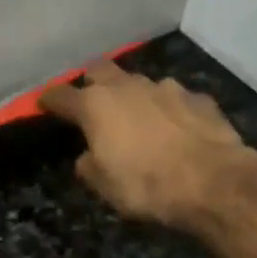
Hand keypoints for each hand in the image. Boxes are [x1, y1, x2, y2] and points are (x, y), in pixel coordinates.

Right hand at [40, 61, 256, 228]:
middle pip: (101, 71)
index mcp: (97, 106)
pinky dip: (168, 111)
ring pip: (141, 83)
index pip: (62, 96)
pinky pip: (175, 99)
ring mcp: (167, 88)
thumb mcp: (105, 187)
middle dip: (92, 83)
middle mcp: (129, 87)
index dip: (50, 100)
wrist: (213, 182)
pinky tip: (175, 130)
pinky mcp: (199, 98)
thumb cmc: (147, 186)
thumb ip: (90, 166)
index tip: (43, 103)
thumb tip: (88, 156)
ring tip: (139, 120)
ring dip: (134, 97)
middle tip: (92, 102)